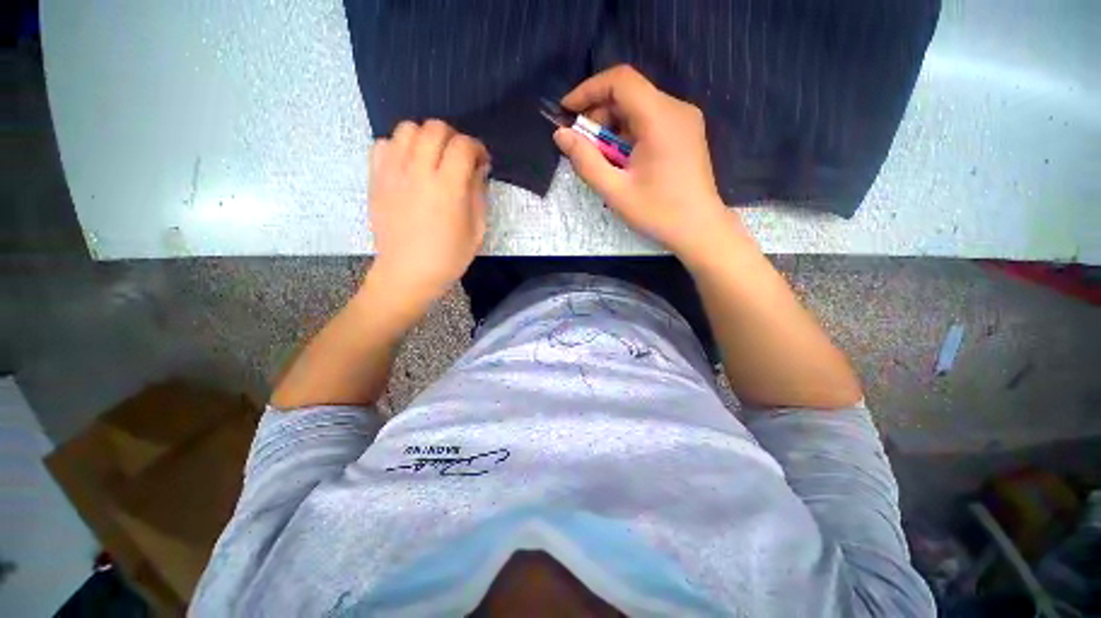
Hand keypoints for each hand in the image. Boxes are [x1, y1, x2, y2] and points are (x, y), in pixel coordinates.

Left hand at [367, 120, 489, 306]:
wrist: (408, 272)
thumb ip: (479, 193)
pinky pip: (383, 144)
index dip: (477, 148)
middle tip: (458, 158)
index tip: (481, 161)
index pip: (464, 145)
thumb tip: (478, 168)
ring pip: (407, 128)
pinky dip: (398, 147)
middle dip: (453, 137)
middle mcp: (419, 172)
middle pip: (435, 128)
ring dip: (425, 138)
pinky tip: (408, 166)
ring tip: (432, 158)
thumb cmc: (449, 256)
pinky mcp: (376, 178)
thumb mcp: (477, 229)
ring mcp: (393, 172)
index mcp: (448, 188)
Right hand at [554, 65, 740, 258]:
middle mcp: (676, 109)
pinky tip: (622, 161)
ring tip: (602, 159)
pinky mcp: (686, 133)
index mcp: (660, 118)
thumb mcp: (615, 191)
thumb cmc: (658, 213)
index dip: (588, 90)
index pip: (620, 80)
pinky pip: (651, 122)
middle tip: (582, 146)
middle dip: (599, 115)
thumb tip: (560, 135)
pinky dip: (629, 135)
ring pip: (639, 109)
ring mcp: (685, 121)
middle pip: (629, 94)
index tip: (567, 111)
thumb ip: (585, 161)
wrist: (700, 230)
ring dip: (613, 128)